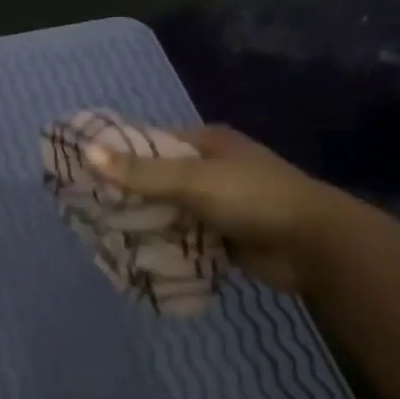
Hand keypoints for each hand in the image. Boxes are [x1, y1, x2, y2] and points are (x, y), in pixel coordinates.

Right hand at [86, 125, 348, 292]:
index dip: (118, 154)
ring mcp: (221, 204)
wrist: (316, 246)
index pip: (151, 143)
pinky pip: (185, 238)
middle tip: (87, 208)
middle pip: (158, 178)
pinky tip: (136, 255)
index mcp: (207, 143)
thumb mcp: (192, 180)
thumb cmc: (253, 198)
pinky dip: (165, 245)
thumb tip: (86, 153)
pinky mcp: (226, 237)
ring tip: (102, 234)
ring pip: (170, 210)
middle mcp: (212, 169)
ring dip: (145, 222)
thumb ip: (140, 172)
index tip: (83, 169)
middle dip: (128, 194)